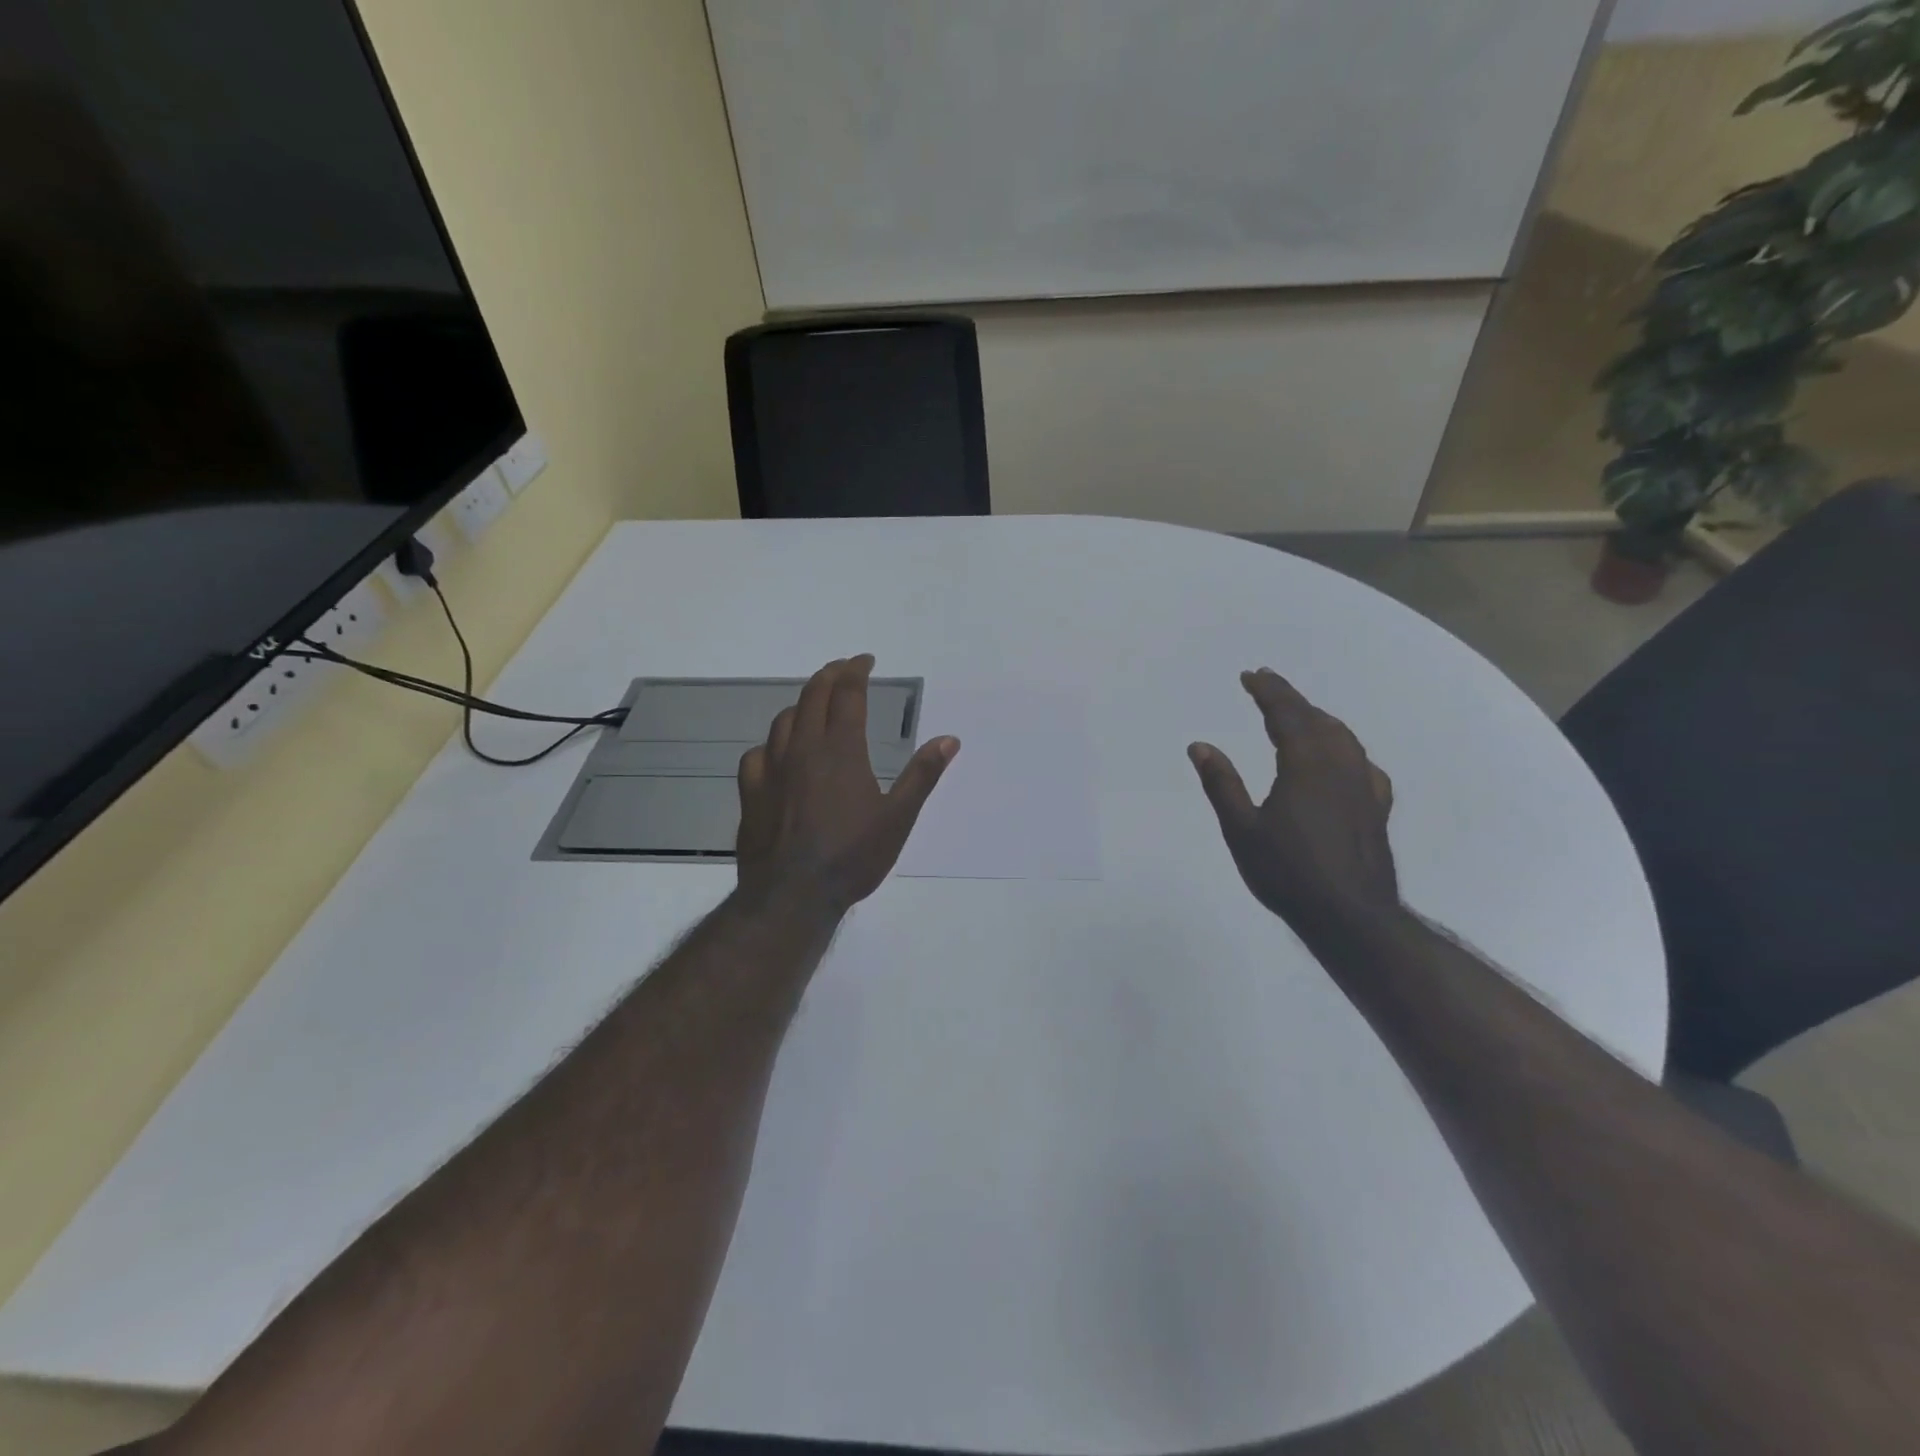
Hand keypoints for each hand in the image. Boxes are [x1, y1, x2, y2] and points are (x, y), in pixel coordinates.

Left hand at [736, 656, 959, 918]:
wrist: (792, 894)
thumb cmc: (852, 856)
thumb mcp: (898, 817)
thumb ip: (922, 775)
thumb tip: (949, 739)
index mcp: (841, 749)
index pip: (847, 694)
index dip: (856, 671)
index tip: (865, 660)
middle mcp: (803, 749)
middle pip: (812, 696)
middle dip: (828, 676)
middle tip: (842, 669)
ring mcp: (771, 769)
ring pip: (783, 720)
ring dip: (802, 704)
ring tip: (814, 704)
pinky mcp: (751, 792)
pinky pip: (758, 753)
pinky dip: (772, 743)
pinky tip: (777, 753)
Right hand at [1188, 669, 1399, 940]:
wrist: (1350, 916)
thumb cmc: (1288, 873)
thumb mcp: (1242, 830)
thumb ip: (1222, 784)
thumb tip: (1200, 746)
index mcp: (1306, 765)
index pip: (1287, 715)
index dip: (1268, 692)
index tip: (1250, 675)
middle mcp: (1340, 766)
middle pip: (1317, 719)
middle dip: (1291, 698)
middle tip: (1268, 683)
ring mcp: (1364, 787)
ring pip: (1344, 737)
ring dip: (1319, 718)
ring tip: (1300, 713)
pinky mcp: (1377, 808)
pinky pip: (1363, 763)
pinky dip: (1346, 748)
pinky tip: (1344, 759)